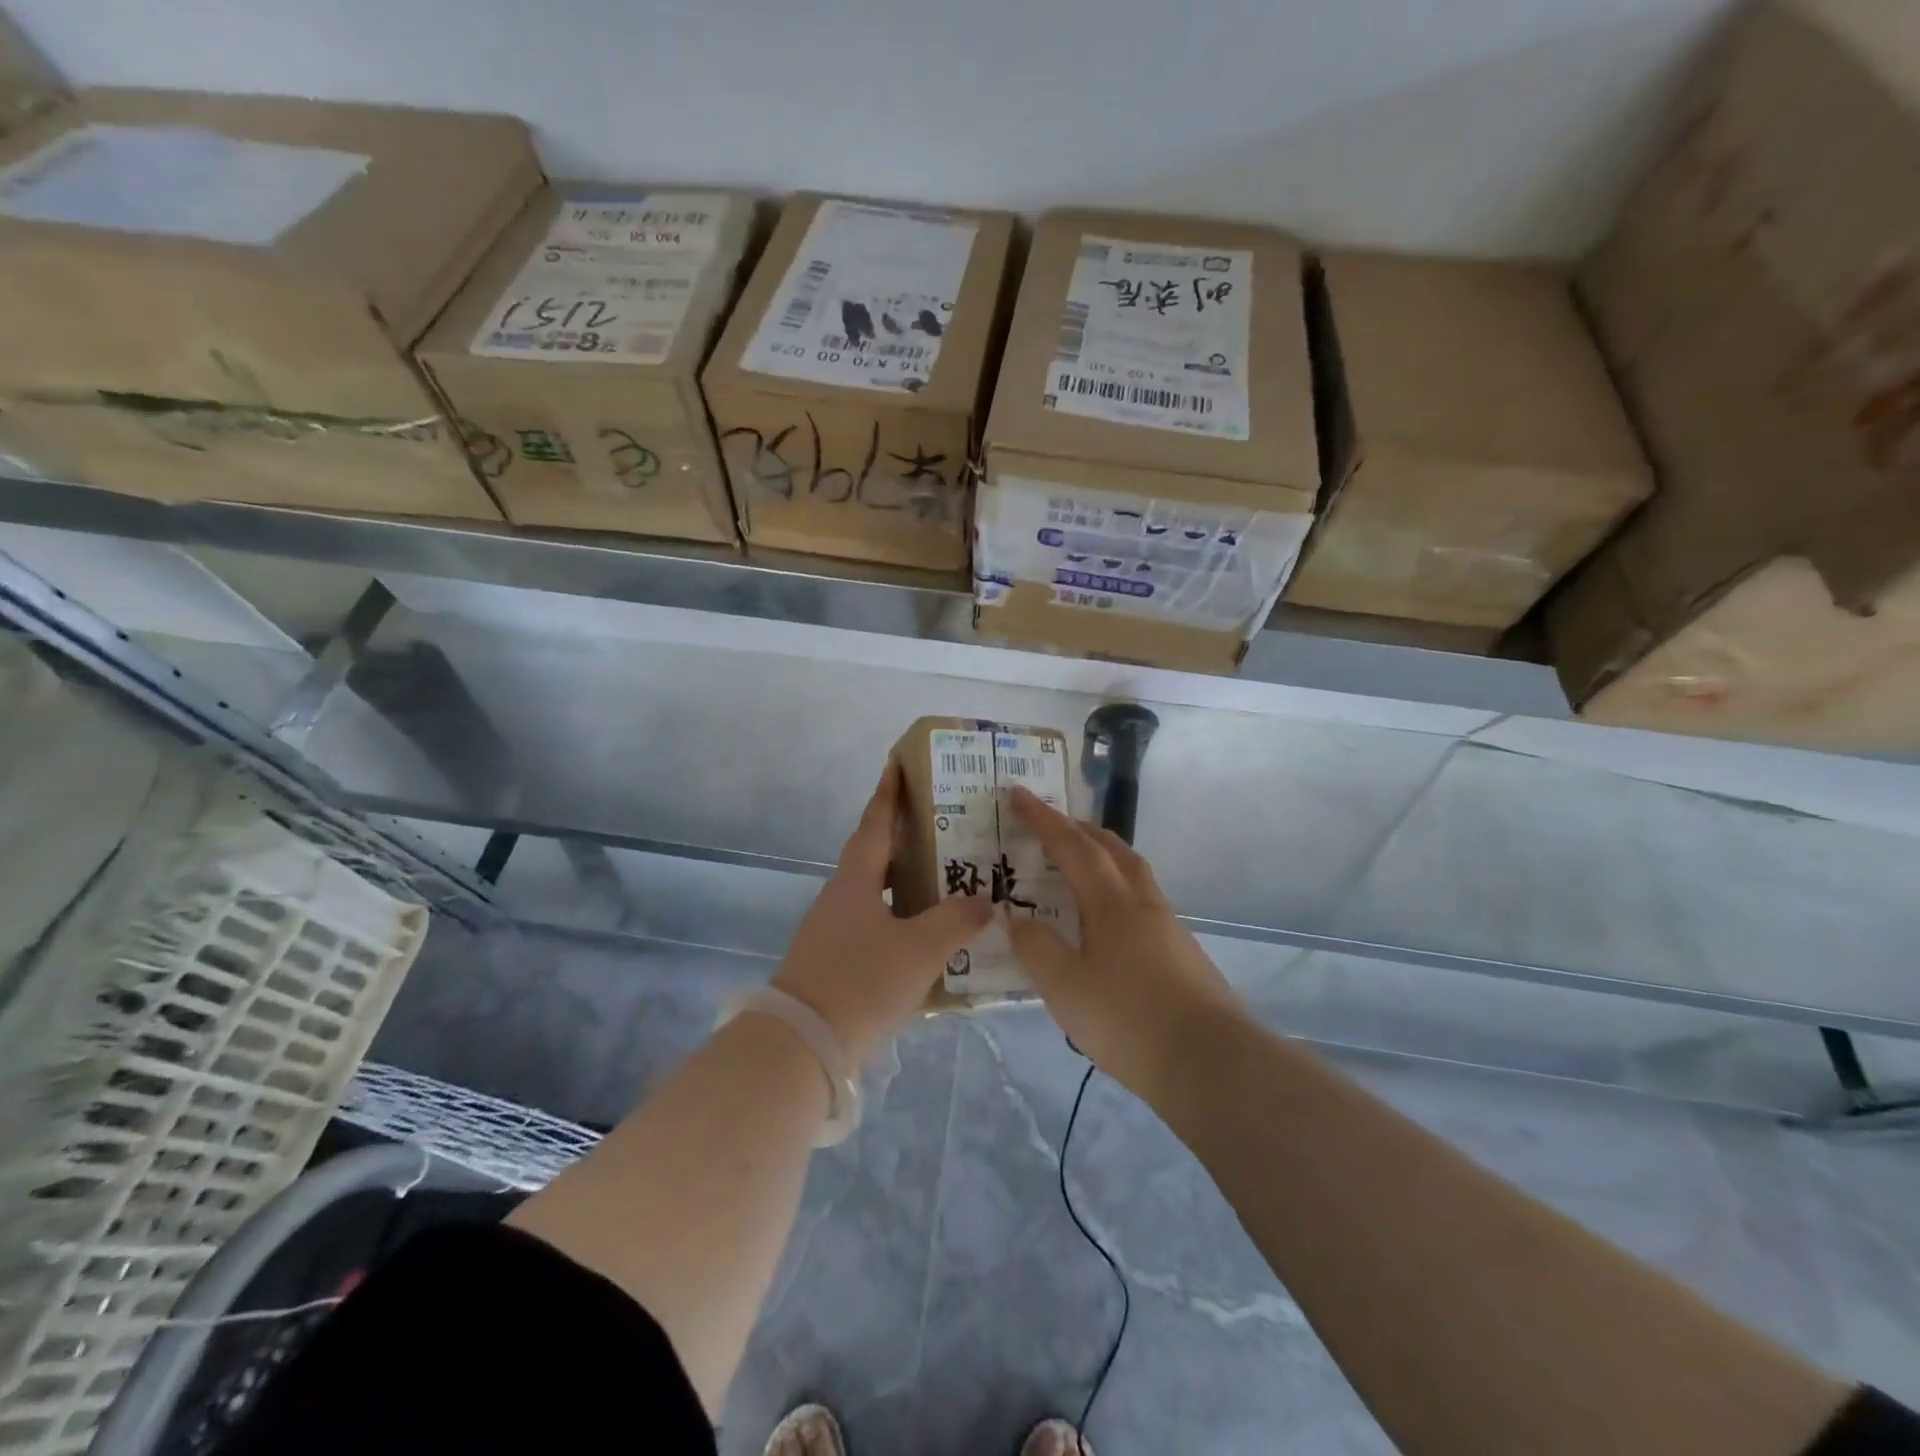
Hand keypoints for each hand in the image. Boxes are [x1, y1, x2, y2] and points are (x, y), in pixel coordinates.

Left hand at [772, 760, 991, 1066]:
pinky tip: (926, 934)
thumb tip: (988, 902)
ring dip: (905, 879)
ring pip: (876, 892)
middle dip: (904, 836)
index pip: (875, 824)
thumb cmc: (861, 982)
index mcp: (855, 881)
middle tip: (943, 823)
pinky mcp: (834, 961)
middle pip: (875, 855)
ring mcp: (833, 930)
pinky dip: (901, 917)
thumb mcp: (919, 949)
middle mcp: (841, 897)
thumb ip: (958, 921)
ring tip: (944, 875)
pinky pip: (875, 924)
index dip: (889, 793)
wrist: (801, 1045)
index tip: (899, 763)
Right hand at [1003, 786, 1242, 1093]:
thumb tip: (1014, 915)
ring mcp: (1167, 925)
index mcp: (1111, 901)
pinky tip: (1107, 921)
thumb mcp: (1065, 987)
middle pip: (1111, 848)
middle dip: (1078, 829)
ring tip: (1078, 866)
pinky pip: (1141, 899)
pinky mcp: (1181, 950)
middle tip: (1050, 826)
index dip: (1042, 818)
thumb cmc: (1129, 1019)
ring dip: (1103, 856)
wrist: (1211, 1062)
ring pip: (1132, 871)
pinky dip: (1117, 888)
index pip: (1071, 845)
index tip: (1018, 794)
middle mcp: (1142, 901)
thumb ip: (1035, 947)